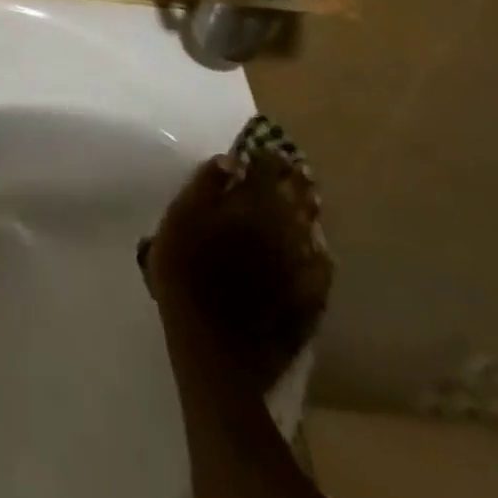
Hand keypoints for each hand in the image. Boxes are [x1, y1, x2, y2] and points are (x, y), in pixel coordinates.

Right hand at [143, 148, 331, 391]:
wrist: (214, 350)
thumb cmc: (184, 279)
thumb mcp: (177, 223)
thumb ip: (203, 187)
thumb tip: (229, 160)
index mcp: (248, 208)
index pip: (264, 171)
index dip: (268, 157)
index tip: (270, 147)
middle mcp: (280, 231)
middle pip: (293, 198)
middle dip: (295, 181)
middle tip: (299, 168)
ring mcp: (298, 268)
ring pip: (309, 230)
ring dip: (309, 211)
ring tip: (311, 199)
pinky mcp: (307, 300)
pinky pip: (320, 269)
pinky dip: (320, 253)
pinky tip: (320, 250)